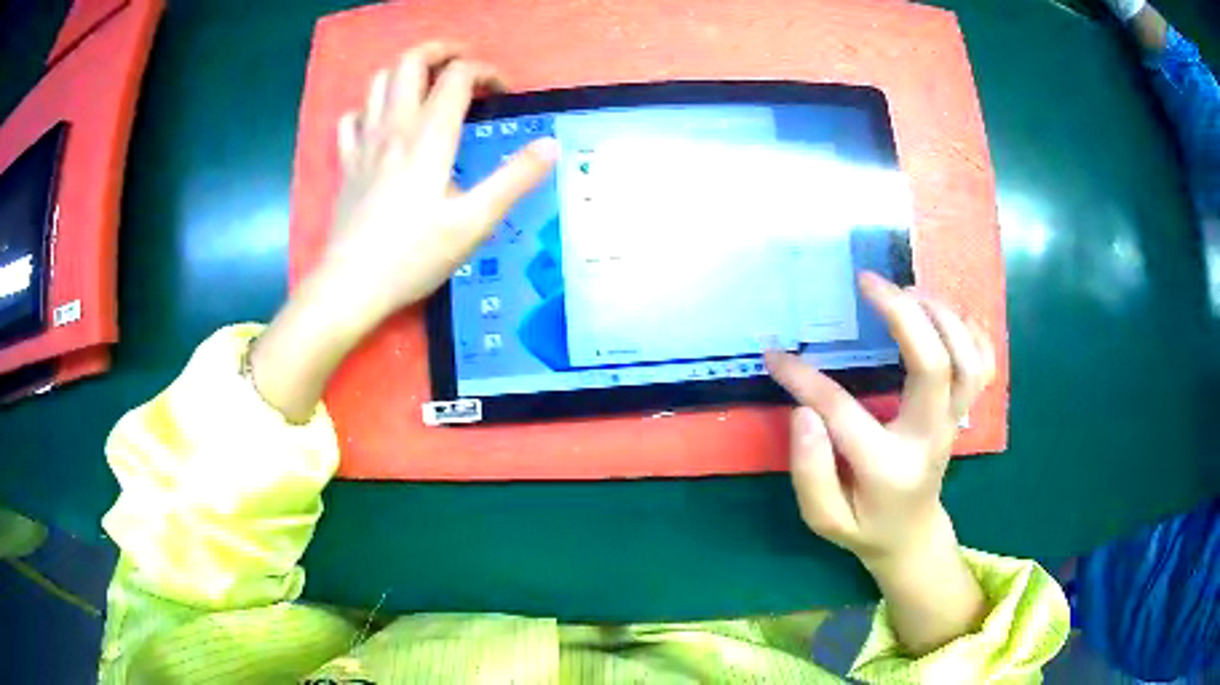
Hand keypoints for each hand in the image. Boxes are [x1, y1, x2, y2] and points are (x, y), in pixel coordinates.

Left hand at [320, 41, 557, 321]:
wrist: (351, 285)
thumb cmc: (413, 256)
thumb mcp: (474, 222)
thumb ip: (514, 179)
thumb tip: (550, 145)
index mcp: (429, 136)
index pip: (458, 76)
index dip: (487, 72)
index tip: (503, 94)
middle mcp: (394, 127)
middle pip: (410, 61)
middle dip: (441, 51)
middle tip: (464, 64)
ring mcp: (364, 143)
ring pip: (378, 81)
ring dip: (406, 71)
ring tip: (428, 85)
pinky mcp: (347, 163)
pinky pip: (352, 118)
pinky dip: (371, 108)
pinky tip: (383, 123)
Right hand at [765, 272, 995, 566]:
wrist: (912, 535)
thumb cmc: (865, 527)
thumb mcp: (825, 519)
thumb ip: (810, 473)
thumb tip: (803, 412)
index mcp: (890, 467)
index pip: (843, 412)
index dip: (805, 380)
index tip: (776, 355)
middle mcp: (930, 437)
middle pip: (935, 365)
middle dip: (904, 314)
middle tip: (868, 282)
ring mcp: (954, 422)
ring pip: (967, 358)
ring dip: (940, 315)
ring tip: (906, 291)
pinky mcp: (963, 412)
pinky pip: (984, 365)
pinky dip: (972, 331)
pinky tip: (947, 313)